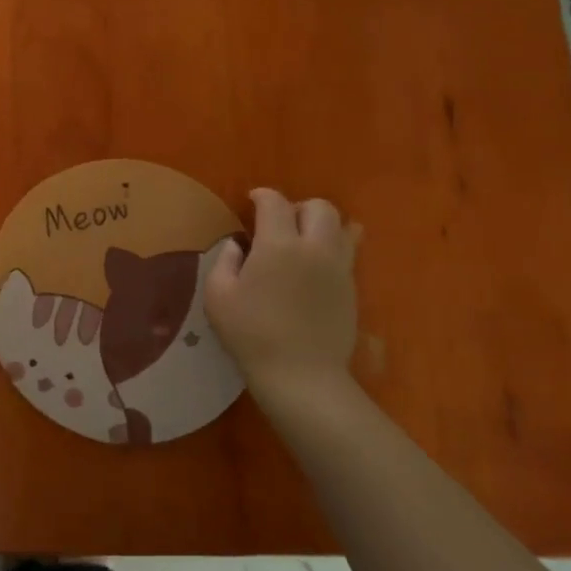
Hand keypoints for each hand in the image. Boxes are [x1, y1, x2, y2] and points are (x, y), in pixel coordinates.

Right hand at [205, 189, 360, 397]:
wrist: (301, 374)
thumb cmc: (251, 334)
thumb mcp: (218, 296)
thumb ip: (225, 262)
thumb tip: (238, 246)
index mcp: (278, 244)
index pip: (275, 202)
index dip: (261, 196)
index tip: (251, 202)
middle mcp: (315, 247)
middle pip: (319, 207)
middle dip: (298, 207)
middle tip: (279, 224)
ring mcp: (339, 268)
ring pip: (343, 228)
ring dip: (322, 227)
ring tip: (304, 242)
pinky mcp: (352, 289)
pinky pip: (347, 255)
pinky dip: (331, 251)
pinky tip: (314, 270)